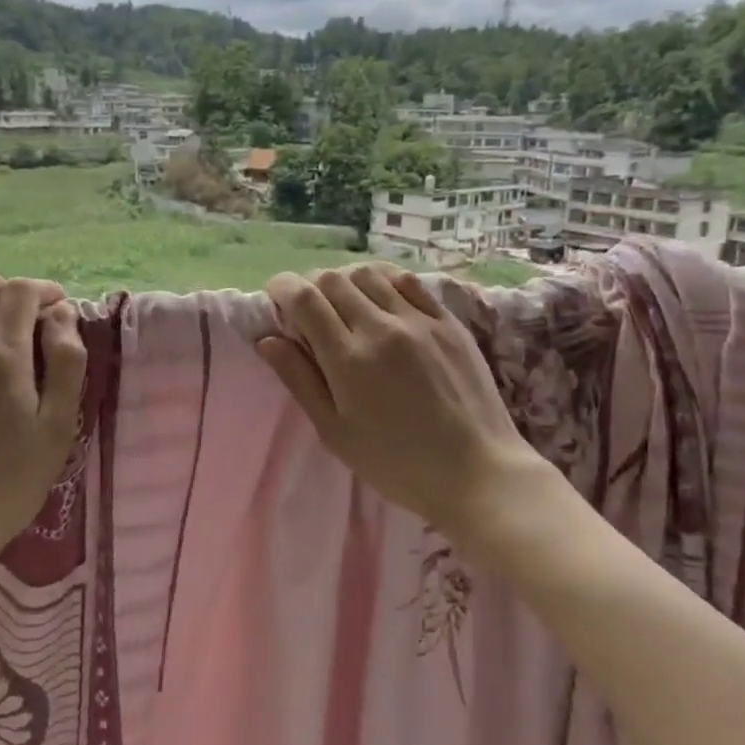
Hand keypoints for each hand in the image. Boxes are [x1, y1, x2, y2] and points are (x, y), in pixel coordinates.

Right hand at [257, 264, 553, 551]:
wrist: (477, 471)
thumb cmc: (396, 463)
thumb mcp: (336, 432)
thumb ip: (300, 381)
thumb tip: (268, 340)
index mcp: (348, 359)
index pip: (305, 299)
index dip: (282, 288)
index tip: (276, 295)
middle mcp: (382, 328)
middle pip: (333, 279)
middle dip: (310, 285)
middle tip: (308, 308)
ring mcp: (419, 320)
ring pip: (370, 274)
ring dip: (346, 280)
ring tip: (345, 303)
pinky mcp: (448, 321)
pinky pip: (408, 282)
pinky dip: (385, 281)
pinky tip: (382, 298)